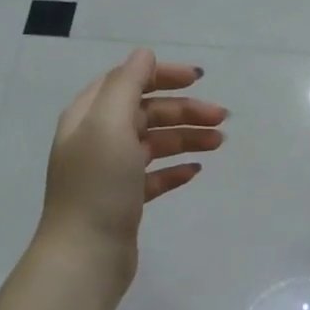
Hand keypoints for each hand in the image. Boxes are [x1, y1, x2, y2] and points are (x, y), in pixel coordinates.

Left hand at [37, 48, 226, 286]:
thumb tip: (144, 55)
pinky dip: (175, 169)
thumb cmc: (98, 186)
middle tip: (222, 118)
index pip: (127, 81)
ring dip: (186, 137)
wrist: (86, 255)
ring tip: (219, 143)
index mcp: (89, 116)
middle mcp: (97, 139)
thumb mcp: (109, 125)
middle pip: (145, 112)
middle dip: (184, 110)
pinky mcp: (124, 200)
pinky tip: (196, 171)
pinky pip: (154, 176)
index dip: (161, 75)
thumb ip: (127, 85)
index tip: (198, 79)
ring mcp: (110, 171)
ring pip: (154, 143)